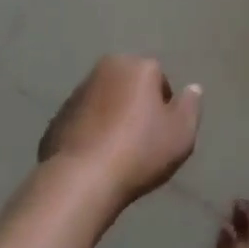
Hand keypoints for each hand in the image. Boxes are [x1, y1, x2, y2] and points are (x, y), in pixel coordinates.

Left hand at [39, 55, 202, 205]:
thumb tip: (193, 88)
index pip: (159, 79)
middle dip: (135, 107)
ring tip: (116, 156)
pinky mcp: (55, 119)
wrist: (79, 182)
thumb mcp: (181, 133)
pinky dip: (89, 135)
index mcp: (137, 65)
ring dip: (111, 120)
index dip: (164, 107)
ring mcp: (76, 93)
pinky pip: (82, 123)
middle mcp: (105, 69)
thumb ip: (191, 106)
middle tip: (140, 142)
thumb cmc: (138, 151)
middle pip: (130, 86)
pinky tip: (94, 162)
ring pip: (104, 102)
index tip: (161, 134)